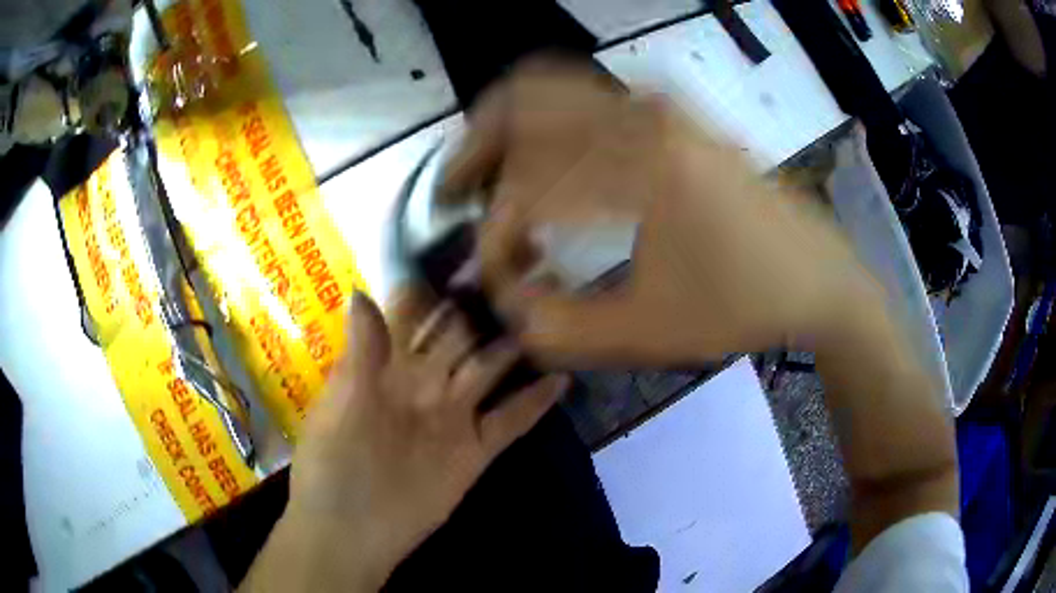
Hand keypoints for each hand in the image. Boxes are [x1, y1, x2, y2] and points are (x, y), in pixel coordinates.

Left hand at [243, 290, 567, 591]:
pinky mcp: (476, 451)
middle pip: (460, 335)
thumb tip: (360, 291)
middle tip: (523, 267)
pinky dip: (536, 401)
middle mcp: (424, 383)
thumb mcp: (339, 404)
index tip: (466, 250)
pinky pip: (511, 421)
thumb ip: (361, 353)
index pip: (415, 315)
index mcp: (386, 368)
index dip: (437, 285)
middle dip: (485, 304)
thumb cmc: (332, 464)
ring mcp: (453, 416)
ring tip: (550, 310)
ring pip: (490, 369)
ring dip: (517, 344)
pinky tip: (563, 377)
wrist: (350, 530)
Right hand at [444, 59, 879, 366]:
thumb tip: (502, 301)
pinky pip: (587, 98)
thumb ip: (558, 327)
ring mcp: (660, 104)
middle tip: (455, 195)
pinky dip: (548, 124)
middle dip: (474, 151)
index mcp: (638, 164)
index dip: (494, 237)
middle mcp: (642, 113)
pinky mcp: (673, 112)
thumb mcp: (648, 333)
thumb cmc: (742, 305)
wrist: (815, 277)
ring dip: (509, 131)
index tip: (494, 276)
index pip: (525, 187)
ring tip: (492, 179)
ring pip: (551, 89)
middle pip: (520, 101)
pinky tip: (550, 166)